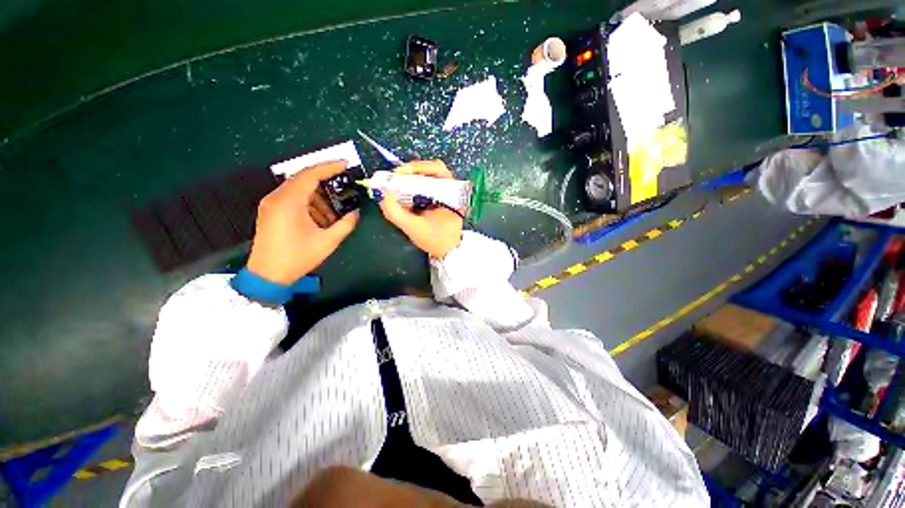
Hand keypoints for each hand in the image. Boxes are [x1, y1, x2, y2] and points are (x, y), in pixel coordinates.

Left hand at [247, 161, 358, 284]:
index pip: (310, 175)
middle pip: (303, 179)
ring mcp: (271, 204)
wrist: (267, 275)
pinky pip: (292, 198)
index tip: (345, 164)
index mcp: (289, 202)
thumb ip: (345, 224)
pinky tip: (321, 217)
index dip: (329, 167)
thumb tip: (356, 212)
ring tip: (334, 210)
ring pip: (298, 188)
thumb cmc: (298, 257)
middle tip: (344, 185)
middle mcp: (277, 197)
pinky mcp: (271, 211)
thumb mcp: (327, 242)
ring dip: (318, 195)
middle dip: (326, 181)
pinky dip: (309, 202)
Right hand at [378, 160, 463, 259]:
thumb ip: (395, 212)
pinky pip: (428, 185)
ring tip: (397, 185)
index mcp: (453, 195)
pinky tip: (405, 193)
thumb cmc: (434, 241)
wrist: (447, 253)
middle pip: (432, 169)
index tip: (397, 174)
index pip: (437, 169)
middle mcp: (454, 190)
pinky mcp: (443, 198)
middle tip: (395, 178)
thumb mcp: (412, 227)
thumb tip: (382, 193)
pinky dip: (415, 186)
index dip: (415, 168)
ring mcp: (449, 194)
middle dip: (411, 172)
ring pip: (430, 176)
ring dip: (412, 179)